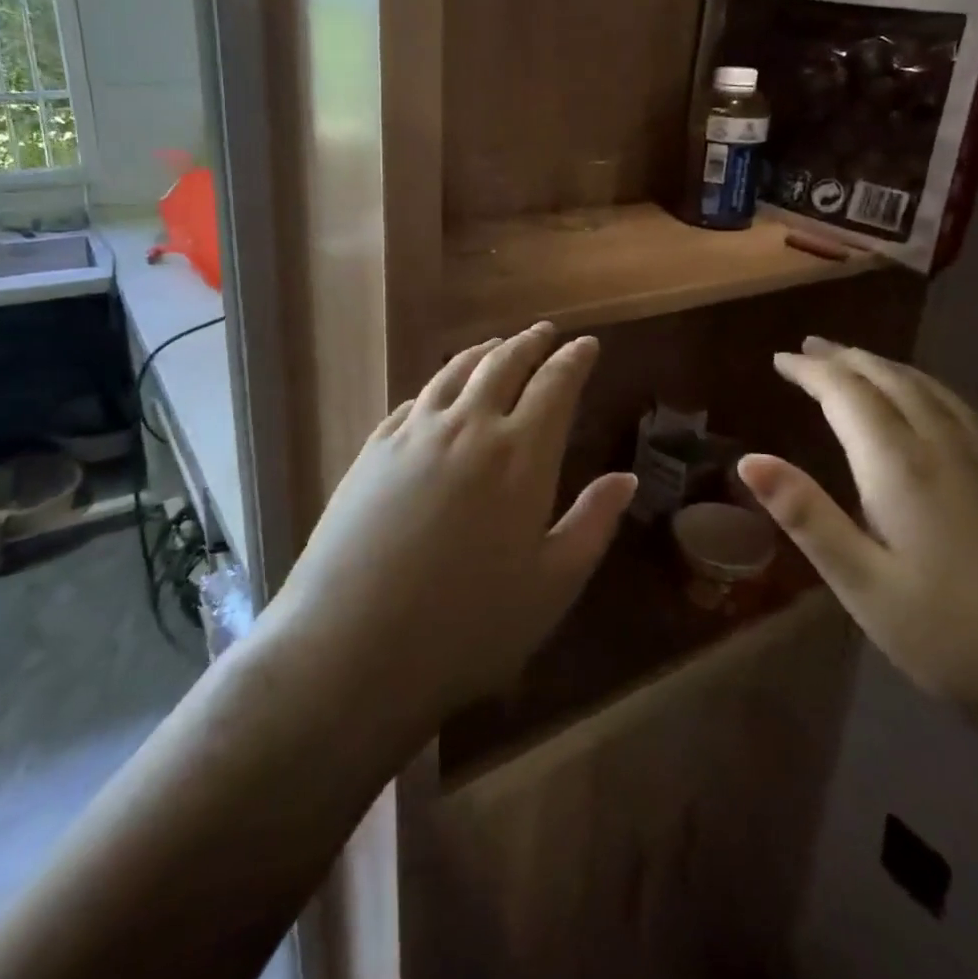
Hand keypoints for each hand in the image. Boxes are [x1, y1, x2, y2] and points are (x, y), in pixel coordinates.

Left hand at [268, 324, 634, 737]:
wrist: (351, 646)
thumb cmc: (468, 626)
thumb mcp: (552, 585)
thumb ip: (593, 523)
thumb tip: (626, 477)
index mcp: (520, 454)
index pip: (555, 385)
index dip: (574, 360)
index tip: (587, 344)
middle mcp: (468, 427)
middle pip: (504, 364)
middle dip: (531, 343)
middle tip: (547, 332)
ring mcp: (414, 433)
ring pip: (455, 372)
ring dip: (484, 352)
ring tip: (498, 346)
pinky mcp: (373, 449)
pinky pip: (415, 399)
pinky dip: (439, 383)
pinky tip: (440, 391)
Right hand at [738, 337, 977, 795]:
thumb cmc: (965, 644)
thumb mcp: (868, 589)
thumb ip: (809, 518)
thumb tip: (750, 459)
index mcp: (903, 469)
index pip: (848, 395)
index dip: (812, 371)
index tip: (781, 358)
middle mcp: (950, 450)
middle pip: (894, 381)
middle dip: (849, 359)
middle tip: (813, 348)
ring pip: (935, 392)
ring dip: (890, 368)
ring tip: (862, 363)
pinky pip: (964, 413)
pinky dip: (928, 392)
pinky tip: (931, 412)